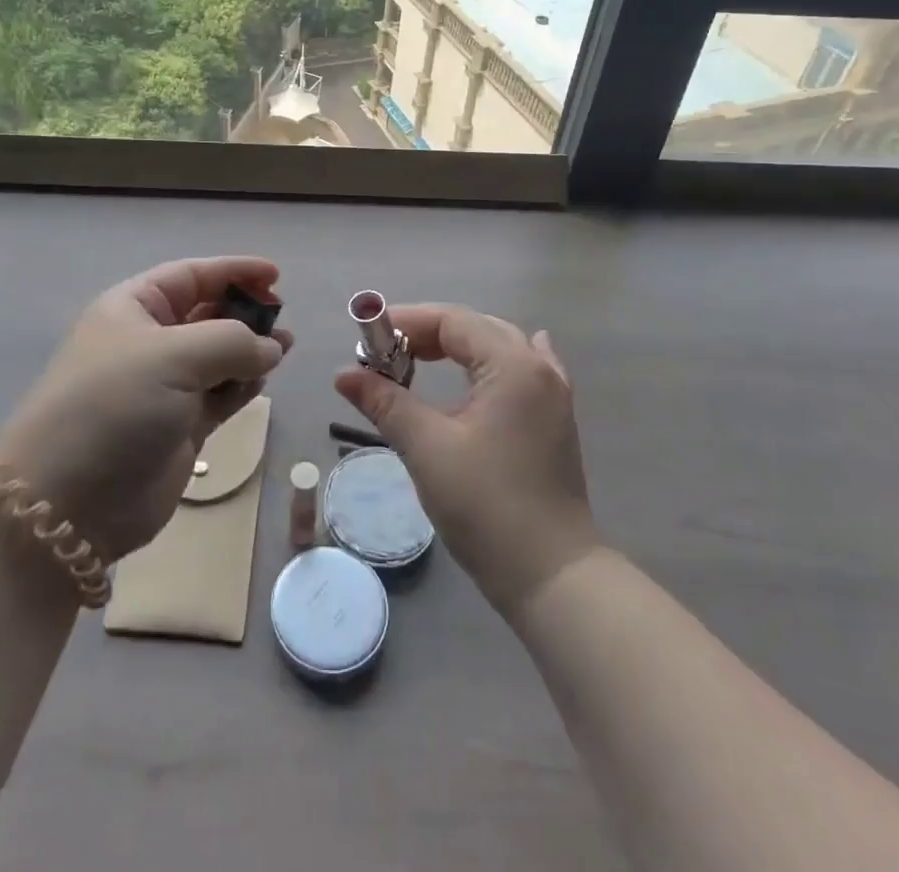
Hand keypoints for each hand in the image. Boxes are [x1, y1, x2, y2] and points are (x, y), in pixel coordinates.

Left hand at [0, 257, 291, 561]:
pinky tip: (264, 380)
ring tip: (286, 347)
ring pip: (218, 356)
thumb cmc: (115, 406)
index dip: (233, 271)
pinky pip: (220, 394)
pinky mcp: (179, 426)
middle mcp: (148, 342)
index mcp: (133, 309)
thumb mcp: (173, 356)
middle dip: (244, 311)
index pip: (190, 276)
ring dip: (251, 349)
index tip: (275, 275)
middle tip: (282, 317)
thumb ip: (232, 341)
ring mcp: (164, 386)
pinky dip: (243, 385)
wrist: (70, 502)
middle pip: (206, 313)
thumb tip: (270, 346)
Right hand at [336, 305, 598, 617]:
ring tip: (419, 363)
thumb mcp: (427, 449)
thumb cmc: (487, 506)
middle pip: (476, 329)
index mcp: (513, 365)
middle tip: (386, 356)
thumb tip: (343, 375)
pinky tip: (493, 367)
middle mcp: (538, 369)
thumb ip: (385, 402)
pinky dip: (495, 362)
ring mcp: (553, 396)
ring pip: (500, 348)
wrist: (552, 576)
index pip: (453, 321)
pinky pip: (524, 370)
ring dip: (458, 349)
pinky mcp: (554, 422)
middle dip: (428, 335)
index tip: (368, 338)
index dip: (407, 322)